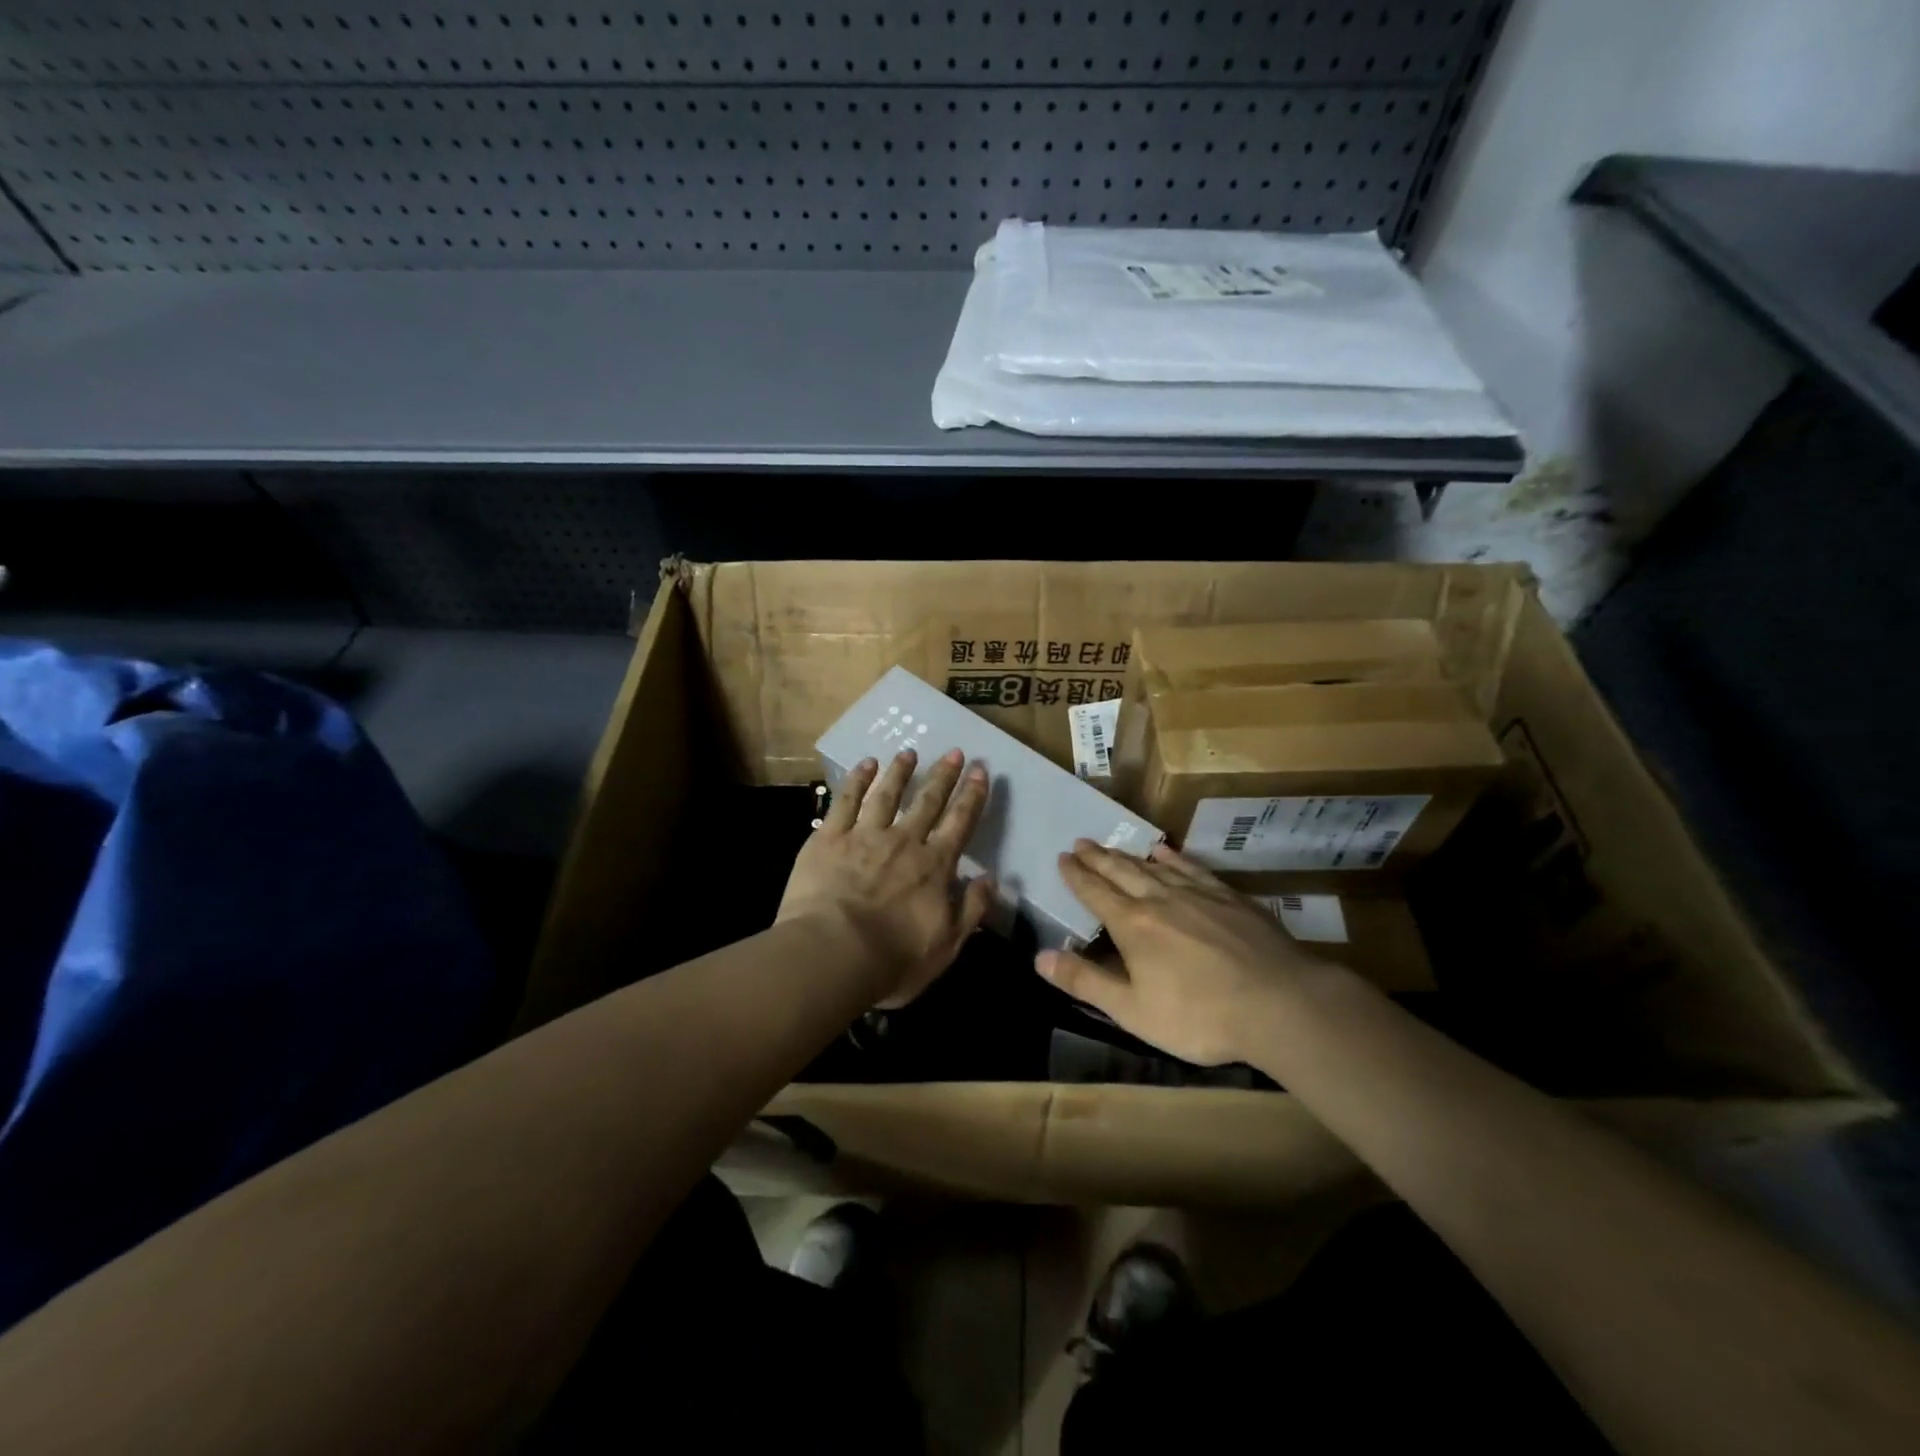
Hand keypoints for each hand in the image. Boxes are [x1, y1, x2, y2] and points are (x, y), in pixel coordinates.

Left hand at [778, 747, 996, 1007]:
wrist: (832, 954)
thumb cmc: (893, 959)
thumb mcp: (947, 945)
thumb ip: (971, 910)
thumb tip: (992, 881)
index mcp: (934, 867)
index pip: (959, 824)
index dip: (972, 796)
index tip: (980, 771)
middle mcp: (904, 842)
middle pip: (927, 802)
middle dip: (943, 776)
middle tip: (954, 752)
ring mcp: (864, 836)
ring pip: (887, 794)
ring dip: (900, 772)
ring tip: (909, 752)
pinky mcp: (829, 838)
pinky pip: (846, 802)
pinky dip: (857, 781)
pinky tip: (865, 765)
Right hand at [1036, 840, 1345, 1065]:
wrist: (1279, 1003)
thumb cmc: (1199, 1015)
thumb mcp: (1133, 1010)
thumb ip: (1085, 982)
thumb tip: (1039, 958)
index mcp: (1132, 925)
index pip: (1095, 892)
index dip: (1076, 875)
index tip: (1062, 857)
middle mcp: (1160, 899)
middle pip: (1121, 871)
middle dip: (1097, 857)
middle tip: (1080, 842)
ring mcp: (1197, 893)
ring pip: (1153, 866)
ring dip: (1128, 855)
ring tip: (1112, 846)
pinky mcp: (1228, 897)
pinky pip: (1191, 867)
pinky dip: (1173, 856)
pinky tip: (1165, 850)